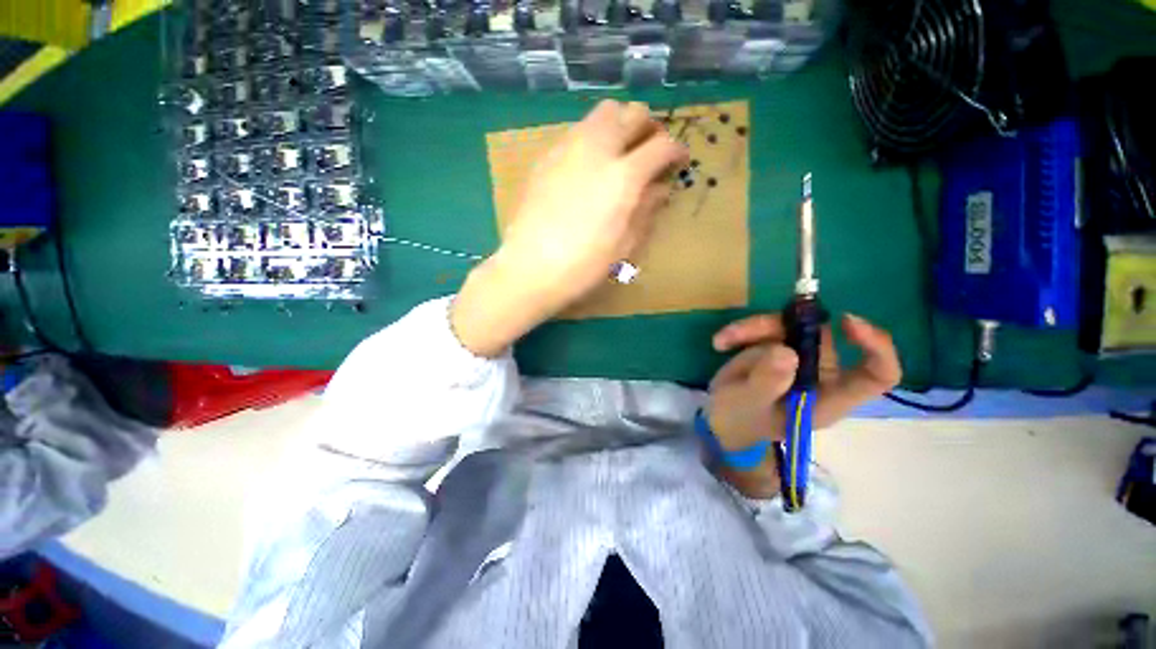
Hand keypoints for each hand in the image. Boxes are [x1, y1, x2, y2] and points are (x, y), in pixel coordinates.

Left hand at [452, 100, 687, 356]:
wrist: (530, 269)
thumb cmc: (583, 266)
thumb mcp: (624, 245)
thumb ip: (645, 211)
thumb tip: (660, 189)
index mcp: (623, 176)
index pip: (661, 145)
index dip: (676, 151)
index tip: (678, 162)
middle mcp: (597, 150)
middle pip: (632, 113)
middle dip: (648, 128)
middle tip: (650, 152)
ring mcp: (567, 149)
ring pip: (602, 114)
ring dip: (619, 127)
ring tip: (619, 155)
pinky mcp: (545, 158)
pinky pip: (576, 133)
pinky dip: (592, 139)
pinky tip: (588, 168)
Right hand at [706, 312, 901, 496]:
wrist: (722, 419)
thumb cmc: (739, 421)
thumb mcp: (748, 404)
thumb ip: (767, 383)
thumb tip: (786, 352)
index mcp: (828, 399)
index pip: (876, 376)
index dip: (875, 347)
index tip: (847, 323)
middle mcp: (822, 375)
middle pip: (819, 338)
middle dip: (779, 328)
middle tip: (739, 334)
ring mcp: (800, 359)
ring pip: (790, 327)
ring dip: (752, 329)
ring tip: (722, 342)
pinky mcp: (779, 347)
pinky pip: (768, 328)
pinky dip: (743, 332)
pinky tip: (722, 343)